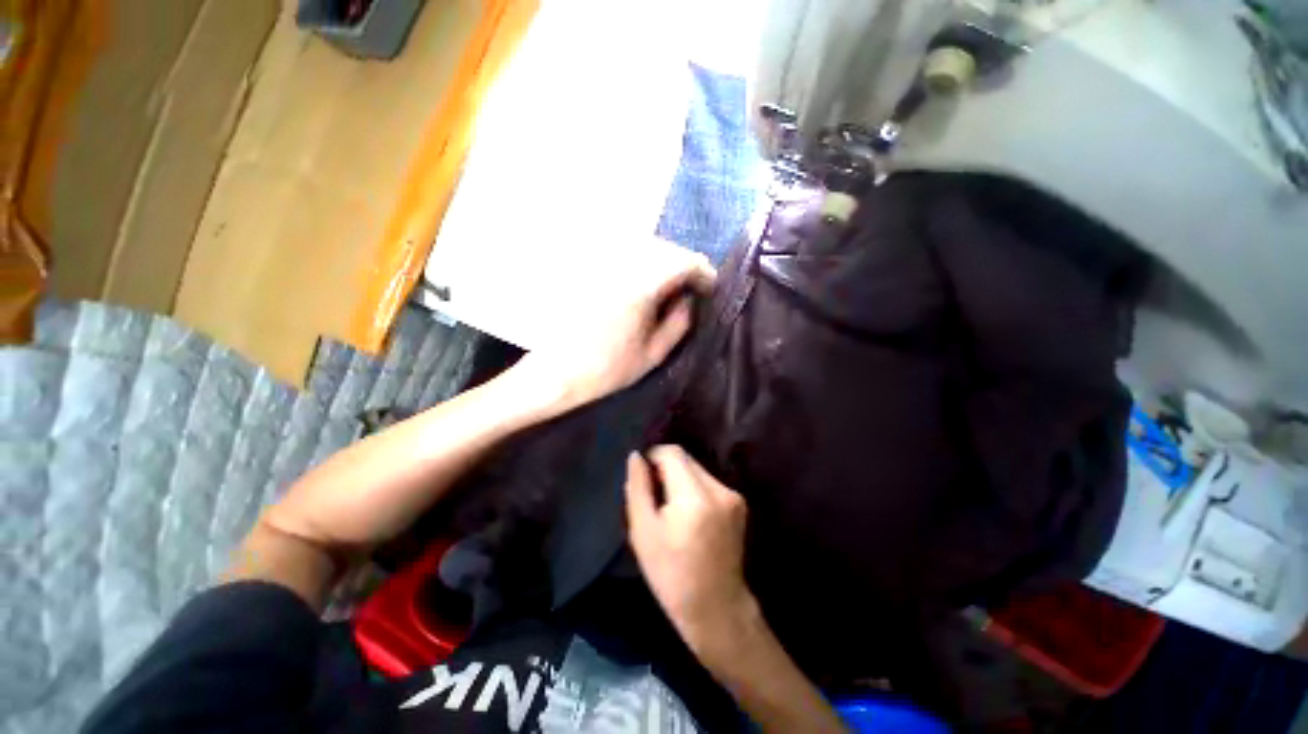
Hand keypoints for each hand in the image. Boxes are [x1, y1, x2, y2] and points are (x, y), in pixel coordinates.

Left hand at [514, 239, 714, 414]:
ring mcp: (601, 260)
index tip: (709, 288)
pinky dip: (640, 261)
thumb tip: (691, 299)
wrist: (555, 371)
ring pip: (643, 245)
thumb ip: (680, 323)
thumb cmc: (606, 369)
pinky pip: (622, 252)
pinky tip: (640, 282)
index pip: (684, 261)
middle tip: (691, 288)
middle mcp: (621, 262)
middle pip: (665, 247)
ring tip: (668, 286)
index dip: (703, 272)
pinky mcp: (587, 264)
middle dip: (684, 265)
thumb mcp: (652, 354)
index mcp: (641, 285)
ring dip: (662, 261)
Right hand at [625, 446, 753, 653]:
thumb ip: (638, 488)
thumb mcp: (643, 532)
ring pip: (698, 470)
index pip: (673, 453)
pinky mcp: (739, 503)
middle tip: (654, 496)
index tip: (643, 477)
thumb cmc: (671, 575)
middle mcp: (719, 489)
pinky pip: (709, 483)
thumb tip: (636, 456)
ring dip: (680, 479)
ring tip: (670, 509)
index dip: (654, 457)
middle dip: (666, 469)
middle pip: (687, 459)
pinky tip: (688, 515)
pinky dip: (694, 489)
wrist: (717, 608)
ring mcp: (733, 496)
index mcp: (695, 497)